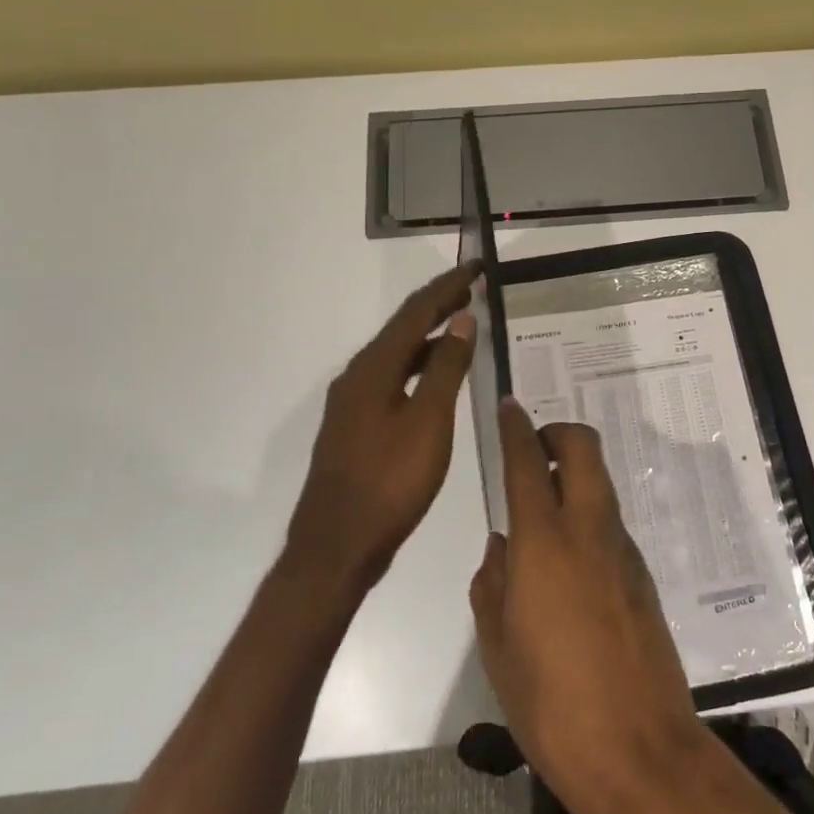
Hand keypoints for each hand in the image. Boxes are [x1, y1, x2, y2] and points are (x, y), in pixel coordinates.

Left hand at [286, 262, 479, 593]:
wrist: (338, 546)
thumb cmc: (390, 481)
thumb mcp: (428, 422)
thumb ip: (446, 368)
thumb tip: (461, 320)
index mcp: (373, 369)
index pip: (415, 313)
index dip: (447, 288)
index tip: (476, 267)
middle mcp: (357, 377)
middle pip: (402, 329)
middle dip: (437, 306)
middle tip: (473, 289)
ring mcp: (353, 403)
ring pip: (396, 355)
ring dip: (429, 336)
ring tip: (462, 325)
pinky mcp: (356, 427)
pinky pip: (392, 379)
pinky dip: (419, 366)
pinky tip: (436, 377)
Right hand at [469, 398, 707, 813]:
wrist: (637, 750)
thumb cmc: (549, 703)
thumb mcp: (498, 645)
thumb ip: (493, 584)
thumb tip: (502, 547)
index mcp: (544, 542)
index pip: (529, 461)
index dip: (516, 427)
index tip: (507, 406)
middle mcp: (589, 530)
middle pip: (584, 448)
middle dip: (558, 433)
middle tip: (533, 451)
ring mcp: (623, 550)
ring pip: (600, 484)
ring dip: (575, 475)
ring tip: (543, 508)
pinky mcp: (642, 575)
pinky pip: (610, 523)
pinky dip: (588, 515)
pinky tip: (568, 560)